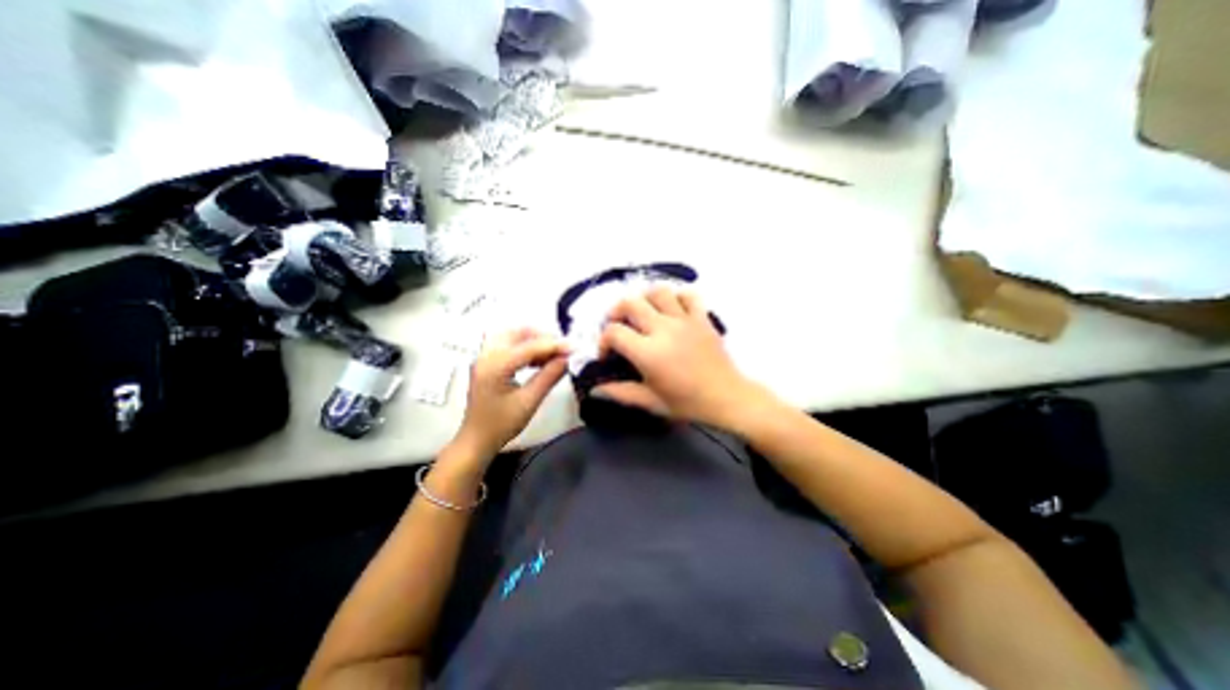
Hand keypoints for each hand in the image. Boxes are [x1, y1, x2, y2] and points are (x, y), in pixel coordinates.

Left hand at [452, 330, 569, 461]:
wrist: (476, 441)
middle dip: (542, 337)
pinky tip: (539, 360)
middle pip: (517, 333)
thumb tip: (568, 359)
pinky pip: (508, 345)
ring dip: (533, 341)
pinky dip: (525, 348)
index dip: (554, 345)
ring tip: (553, 354)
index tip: (575, 348)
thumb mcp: (529, 402)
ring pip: (512, 336)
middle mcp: (487, 355)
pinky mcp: (487, 363)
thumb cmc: (501, 425)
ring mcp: (485, 358)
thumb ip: (549, 377)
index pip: (529, 347)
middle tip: (562, 349)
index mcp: (495, 365)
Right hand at [594, 282, 765, 425]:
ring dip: (644, 299)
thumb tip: (595, 389)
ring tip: (643, 314)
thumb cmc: (687, 403)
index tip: (607, 354)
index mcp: (649, 352)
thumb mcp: (650, 402)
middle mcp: (664, 329)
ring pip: (658, 292)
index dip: (603, 341)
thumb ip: (620, 393)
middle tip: (618, 327)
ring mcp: (685, 320)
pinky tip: (672, 310)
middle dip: (616, 312)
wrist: (727, 398)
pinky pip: (688, 295)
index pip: (614, 332)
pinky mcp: (702, 317)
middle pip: (630, 303)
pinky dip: (677, 297)